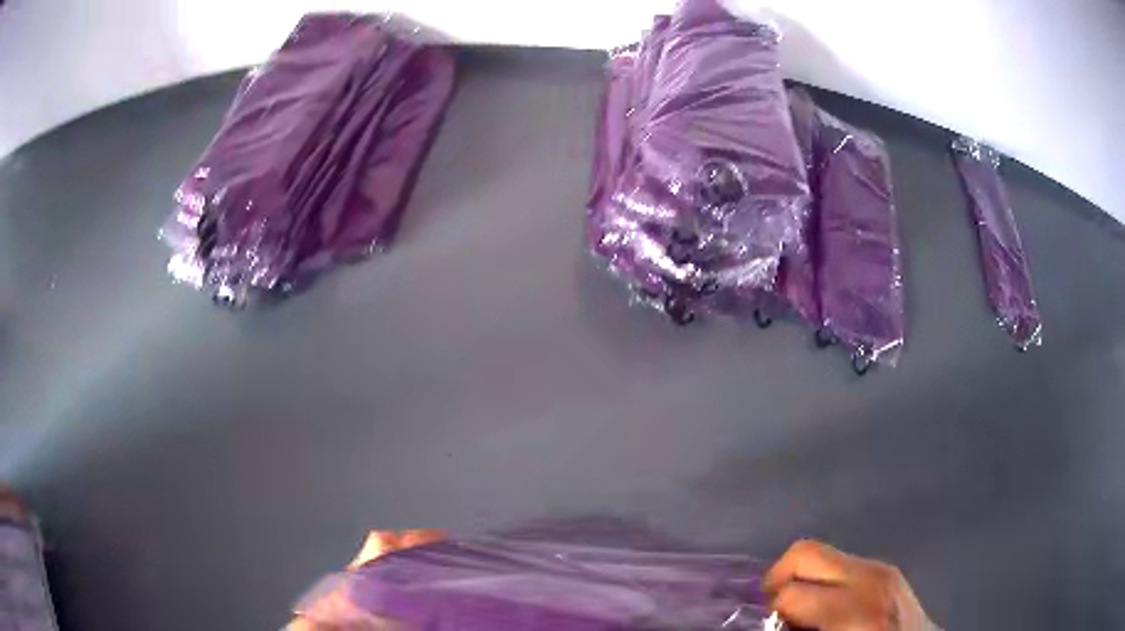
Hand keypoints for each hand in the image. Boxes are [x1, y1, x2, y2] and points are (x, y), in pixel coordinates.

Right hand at [764, 540, 935, 630]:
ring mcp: (883, 567)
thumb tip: (774, 620)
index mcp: (855, 609)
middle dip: (778, 579)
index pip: (791, 593)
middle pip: (805, 553)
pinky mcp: (889, 568)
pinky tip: (829, 605)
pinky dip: (825, 581)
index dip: (770, 612)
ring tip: (802, 610)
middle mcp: (870, 578)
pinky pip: (843, 563)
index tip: (768, 625)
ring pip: (823, 554)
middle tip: (774, 610)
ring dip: (803, 580)